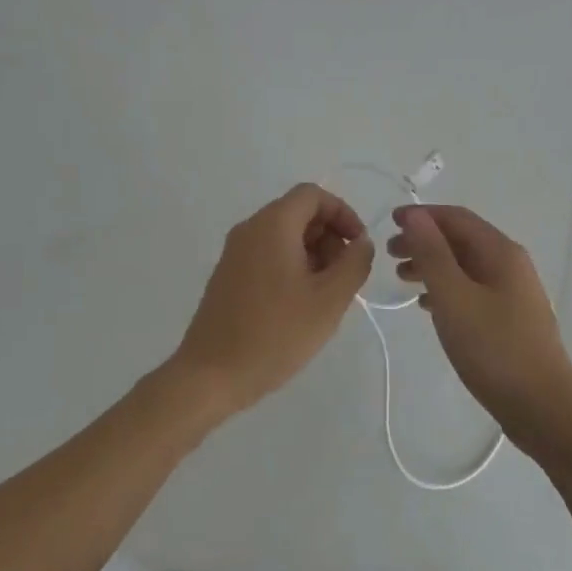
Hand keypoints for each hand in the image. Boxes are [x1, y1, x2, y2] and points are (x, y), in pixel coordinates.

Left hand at [170, 183, 373, 420]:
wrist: (210, 375)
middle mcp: (249, 229)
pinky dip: (291, 267)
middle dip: (329, 237)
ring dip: (313, 254)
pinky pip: (267, 255)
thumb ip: (354, 263)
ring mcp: (234, 253)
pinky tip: (299, 306)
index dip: (343, 213)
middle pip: (298, 213)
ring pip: (283, 236)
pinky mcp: (228, 276)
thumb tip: (360, 243)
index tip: (358, 246)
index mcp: (272, 225)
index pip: (313, 195)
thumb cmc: (275, 334)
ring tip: (325, 296)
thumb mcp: (329, 300)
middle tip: (343, 277)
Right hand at [388, 205, 571, 460]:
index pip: (456, 218)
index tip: (389, 223)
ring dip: (432, 266)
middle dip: (424, 241)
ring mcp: (513, 293)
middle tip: (389, 255)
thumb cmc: (494, 348)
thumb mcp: (454, 298)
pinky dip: (446, 289)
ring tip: (401, 279)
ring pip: (465, 266)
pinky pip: (472, 290)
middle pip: (461, 240)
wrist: (543, 408)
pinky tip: (426, 306)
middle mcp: (510, 264)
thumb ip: (432, 254)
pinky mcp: (510, 319)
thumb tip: (414, 215)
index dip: (422, 216)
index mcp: (500, 252)